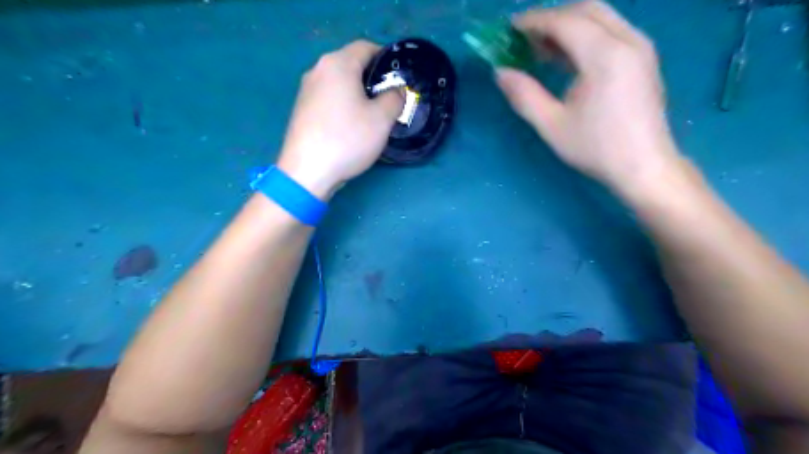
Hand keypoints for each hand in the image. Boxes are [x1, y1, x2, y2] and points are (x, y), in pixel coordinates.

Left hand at [278, 40, 404, 198]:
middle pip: (351, 64)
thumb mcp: (382, 119)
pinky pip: (328, 98)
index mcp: (338, 64)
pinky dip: (343, 105)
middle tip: (388, 101)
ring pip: (339, 83)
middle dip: (372, 79)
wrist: (306, 171)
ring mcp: (306, 90)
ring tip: (371, 116)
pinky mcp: (301, 109)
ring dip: (358, 94)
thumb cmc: (347, 140)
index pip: (366, 47)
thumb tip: (395, 91)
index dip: (386, 59)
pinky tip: (349, 127)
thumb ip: (395, 98)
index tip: (399, 80)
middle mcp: (318, 70)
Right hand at [496, 0, 683, 194]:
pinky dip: (585, 35)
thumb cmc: (597, 148)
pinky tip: (567, 59)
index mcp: (605, 56)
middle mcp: (627, 40)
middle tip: (525, 38)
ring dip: (569, 25)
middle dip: (552, 18)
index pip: (565, 22)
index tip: (510, 29)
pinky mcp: (644, 58)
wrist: (644, 166)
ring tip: (542, 50)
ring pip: (601, 17)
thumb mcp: (552, 125)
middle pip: (586, 9)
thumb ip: (524, 95)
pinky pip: (611, 31)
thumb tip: (501, 72)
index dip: (534, 21)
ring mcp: (640, 47)